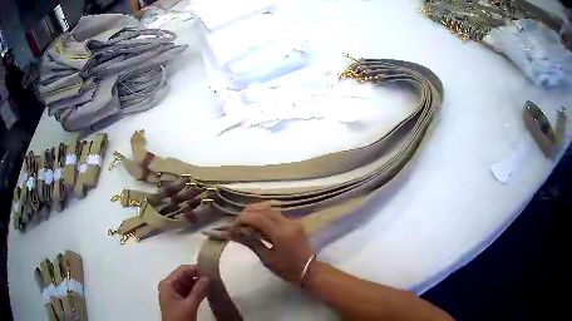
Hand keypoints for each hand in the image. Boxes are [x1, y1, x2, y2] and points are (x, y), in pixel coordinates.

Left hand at [158, 265, 209, 320]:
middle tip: (215, 277)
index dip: (196, 268)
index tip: (211, 270)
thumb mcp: (189, 305)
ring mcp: (174, 293)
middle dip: (198, 276)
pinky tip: (208, 291)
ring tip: (214, 283)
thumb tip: (208, 277)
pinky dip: (198, 290)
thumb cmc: (179, 318)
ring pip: (188, 284)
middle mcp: (170, 285)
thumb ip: (198, 291)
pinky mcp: (180, 300)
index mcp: (168, 284)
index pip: (182, 270)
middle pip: (185, 276)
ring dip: (199, 284)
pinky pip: (190, 291)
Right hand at [233, 204, 314, 283]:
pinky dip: (265, 217)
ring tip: (246, 222)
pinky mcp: (294, 224)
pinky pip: (277, 216)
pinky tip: (258, 225)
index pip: (259, 218)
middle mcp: (288, 223)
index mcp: (281, 233)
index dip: (244, 218)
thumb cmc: (287, 269)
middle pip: (265, 210)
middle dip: (250, 213)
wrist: (309, 270)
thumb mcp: (267, 259)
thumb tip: (237, 233)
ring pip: (271, 211)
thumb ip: (252, 243)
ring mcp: (293, 222)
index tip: (234, 224)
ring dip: (257, 213)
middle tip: (238, 221)